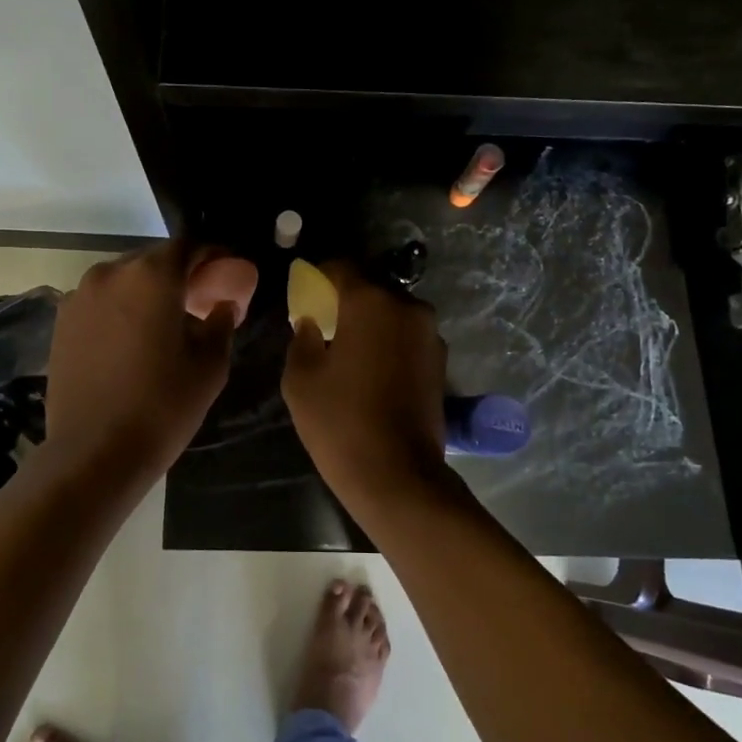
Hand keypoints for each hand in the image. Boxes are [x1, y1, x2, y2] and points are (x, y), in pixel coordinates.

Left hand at [43, 240, 256, 485]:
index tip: (227, 273)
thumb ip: (221, 322)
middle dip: (179, 275)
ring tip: (163, 324)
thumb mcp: (209, 365)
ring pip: (125, 280)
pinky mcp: (61, 321)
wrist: (94, 452)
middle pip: (154, 260)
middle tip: (200, 302)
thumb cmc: (162, 405)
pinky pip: (101, 301)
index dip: (211, 255)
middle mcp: (111, 273)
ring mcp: (79, 296)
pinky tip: (131, 341)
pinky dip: (120, 309)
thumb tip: (223, 304)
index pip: (189, 246)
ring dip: (147, 292)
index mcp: (152, 275)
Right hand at [282, 263, 449, 504]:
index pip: (341, 267)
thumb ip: (303, 337)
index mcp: (371, 302)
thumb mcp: (300, 378)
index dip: (319, 275)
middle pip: (372, 288)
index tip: (305, 292)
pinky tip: (374, 370)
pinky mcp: (441, 361)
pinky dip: (390, 342)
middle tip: (326, 323)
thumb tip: (312, 321)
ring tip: (351, 350)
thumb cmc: (340, 422)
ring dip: (372, 322)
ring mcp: (430, 334)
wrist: (397, 475)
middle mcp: (408, 307)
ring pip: (393, 313)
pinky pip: (408, 336)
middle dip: (348, 300)